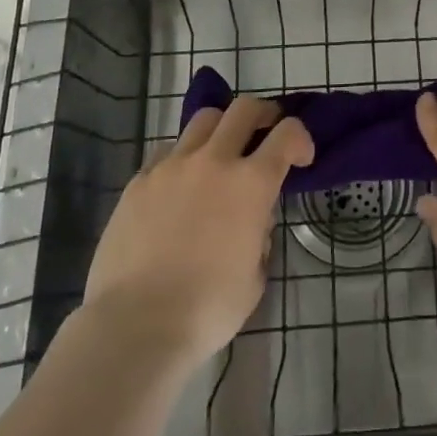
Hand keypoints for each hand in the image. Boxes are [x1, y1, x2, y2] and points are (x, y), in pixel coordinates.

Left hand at [81, 96, 312, 371]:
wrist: (135, 326)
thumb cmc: (207, 310)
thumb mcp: (254, 277)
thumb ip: (259, 237)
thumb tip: (251, 221)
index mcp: (251, 184)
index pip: (288, 134)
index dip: (301, 139)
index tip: (301, 158)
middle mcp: (214, 161)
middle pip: (244, 109)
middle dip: (262, 115)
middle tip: (265, 131)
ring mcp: (172, 166)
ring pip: (203, 120)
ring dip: (220, 130)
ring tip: (218, 155)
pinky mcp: (138, 181)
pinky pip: (166, 152)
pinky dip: (181, 159)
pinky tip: (177, 187)